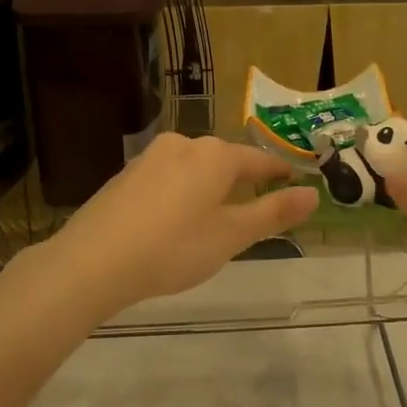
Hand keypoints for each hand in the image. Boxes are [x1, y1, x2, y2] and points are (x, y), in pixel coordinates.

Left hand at [36, 133, 319, 313]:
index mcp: (215, 155)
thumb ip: (273, 213)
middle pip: (224, 161)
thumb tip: (313, 194)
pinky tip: (175, 221)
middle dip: (242, 181)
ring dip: (209, 187)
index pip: (258, 160)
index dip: (279, 172)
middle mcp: (183, 144)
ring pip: (193, 168)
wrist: (92, 261)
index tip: (295, 180)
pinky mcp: (126, 175)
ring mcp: (150, 158)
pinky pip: (167, 178)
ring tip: (216, 216)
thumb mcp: (231, 236)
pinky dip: (181, 193)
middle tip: (256, 206)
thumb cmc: (173, 248)